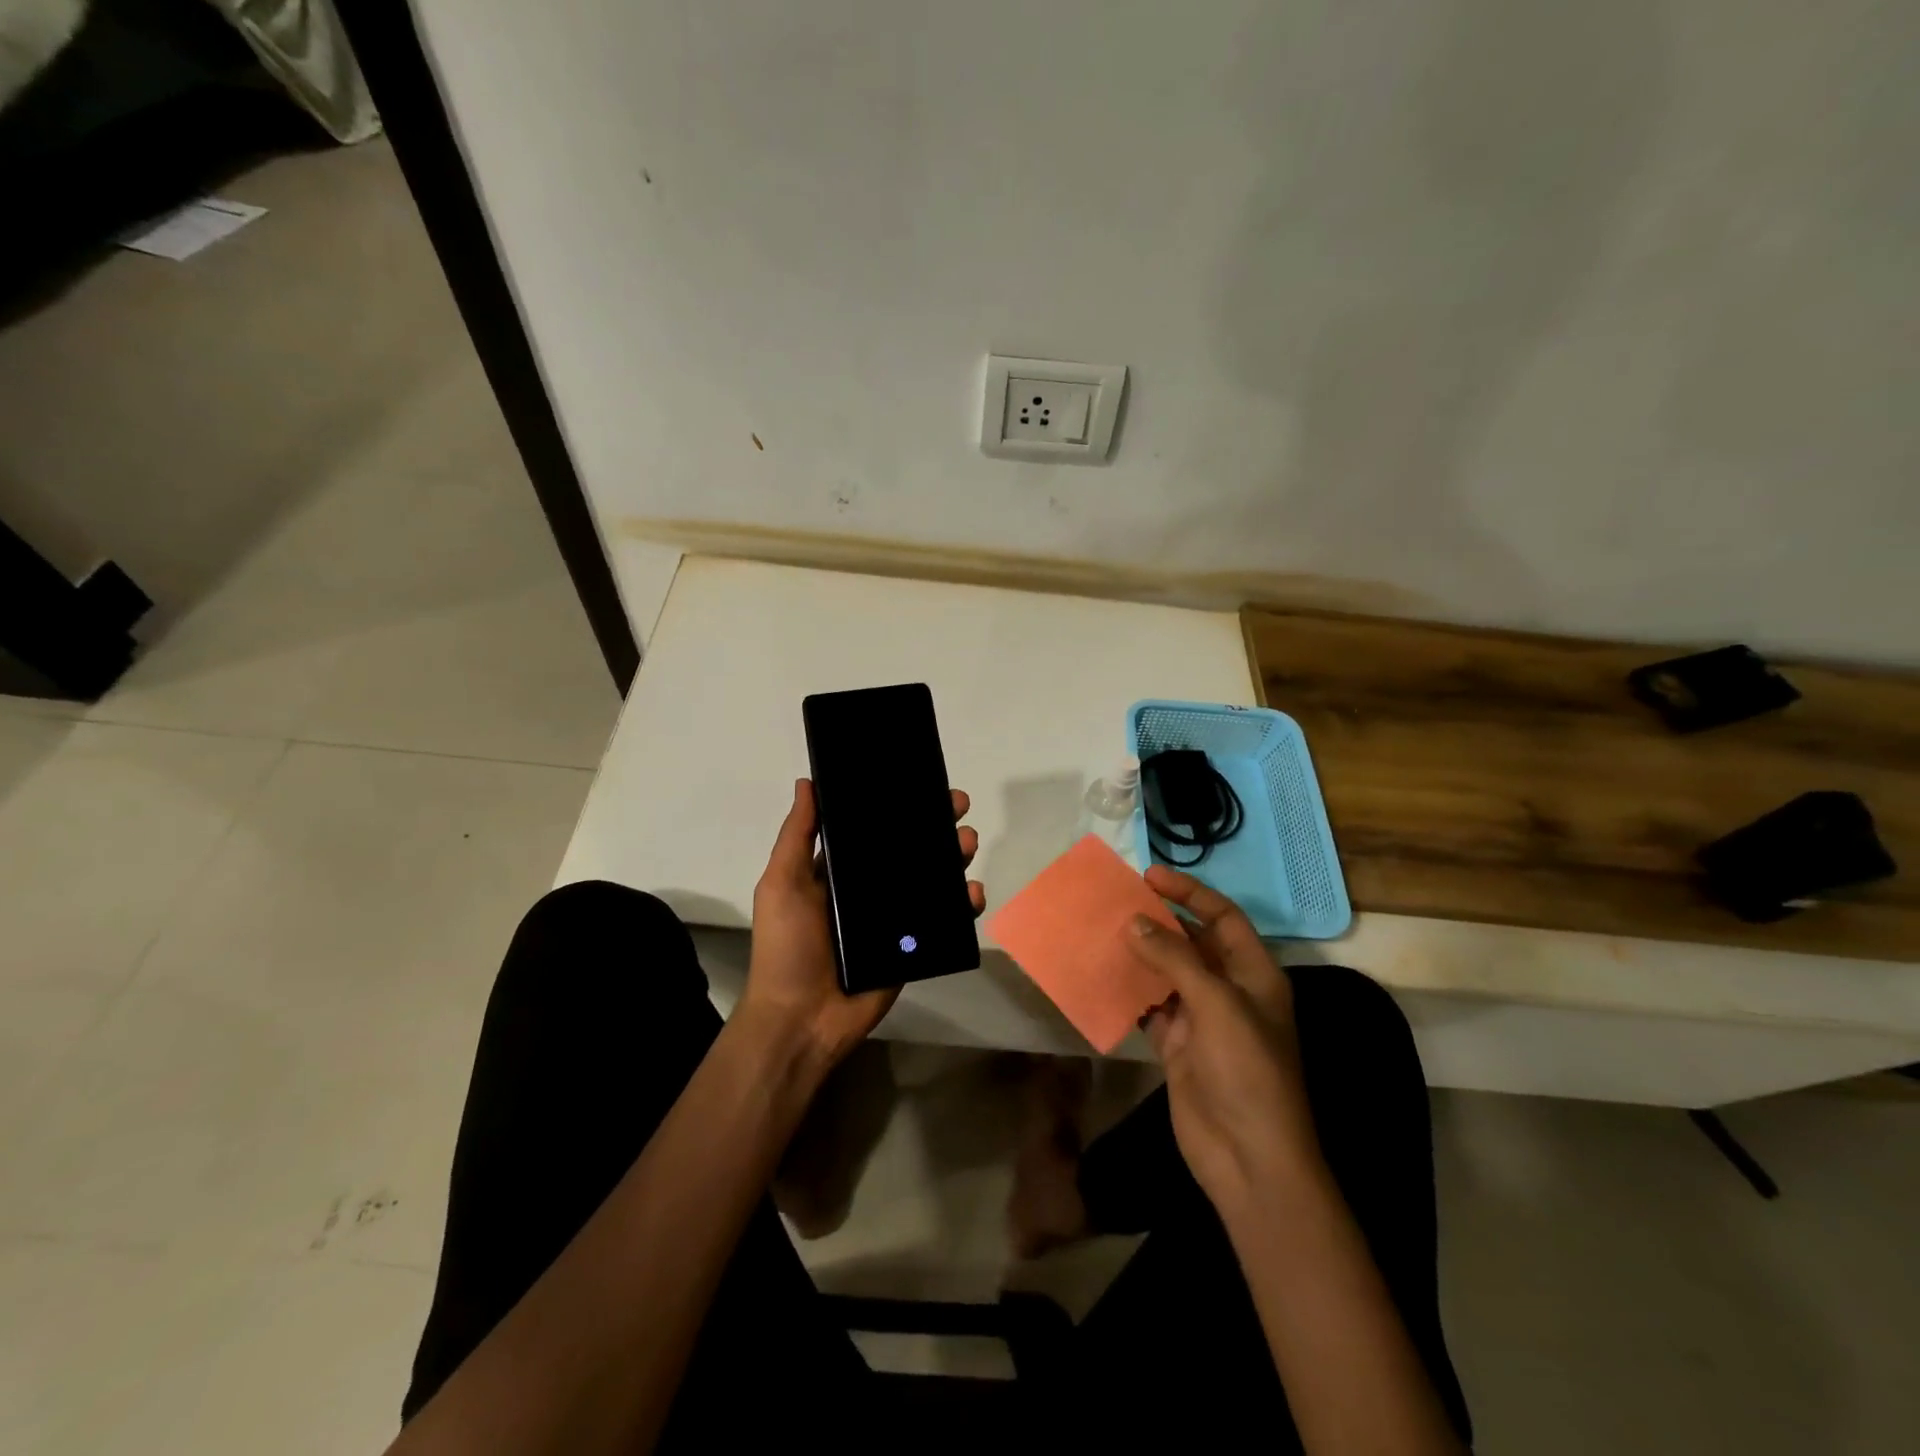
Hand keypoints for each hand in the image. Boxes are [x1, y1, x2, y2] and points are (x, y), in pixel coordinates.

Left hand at [739, 778, 984, 1072]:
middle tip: (957, 805)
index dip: (895, 806)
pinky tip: (972, 891)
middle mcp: (868, 889)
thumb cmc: (787, 947)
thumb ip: (797, 835)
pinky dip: (963, 904)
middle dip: (934, 825)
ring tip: (967, 841)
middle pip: (908, 849)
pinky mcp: (913, 946)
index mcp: (838, 871)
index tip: (919, 782)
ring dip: (953, 857)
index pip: (872, 829)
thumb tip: (807, 782)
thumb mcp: (782, 884)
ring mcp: (893, 919)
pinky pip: (944, 920)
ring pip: (931, 879)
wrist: (803, 1020)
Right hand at [1124, 866, 1321, 1212]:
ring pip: (1167, 973)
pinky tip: (1102, 976)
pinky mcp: (1178, 1046)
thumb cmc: (1247, 1070)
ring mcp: (1202, 1019)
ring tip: (1103, 931)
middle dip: (1160, 921)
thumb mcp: (1217, 1004)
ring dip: (1140, 954)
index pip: (1223, 917)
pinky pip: (1150, 1007)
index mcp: (1255, 974)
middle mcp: (1230, 990)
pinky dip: (1129, 992)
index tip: (1150, 877)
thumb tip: (1134, 922)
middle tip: (1117, 901)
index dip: (1190, 894)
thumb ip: (1175, 958)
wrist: (1249, 1158)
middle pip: (1193, 942)